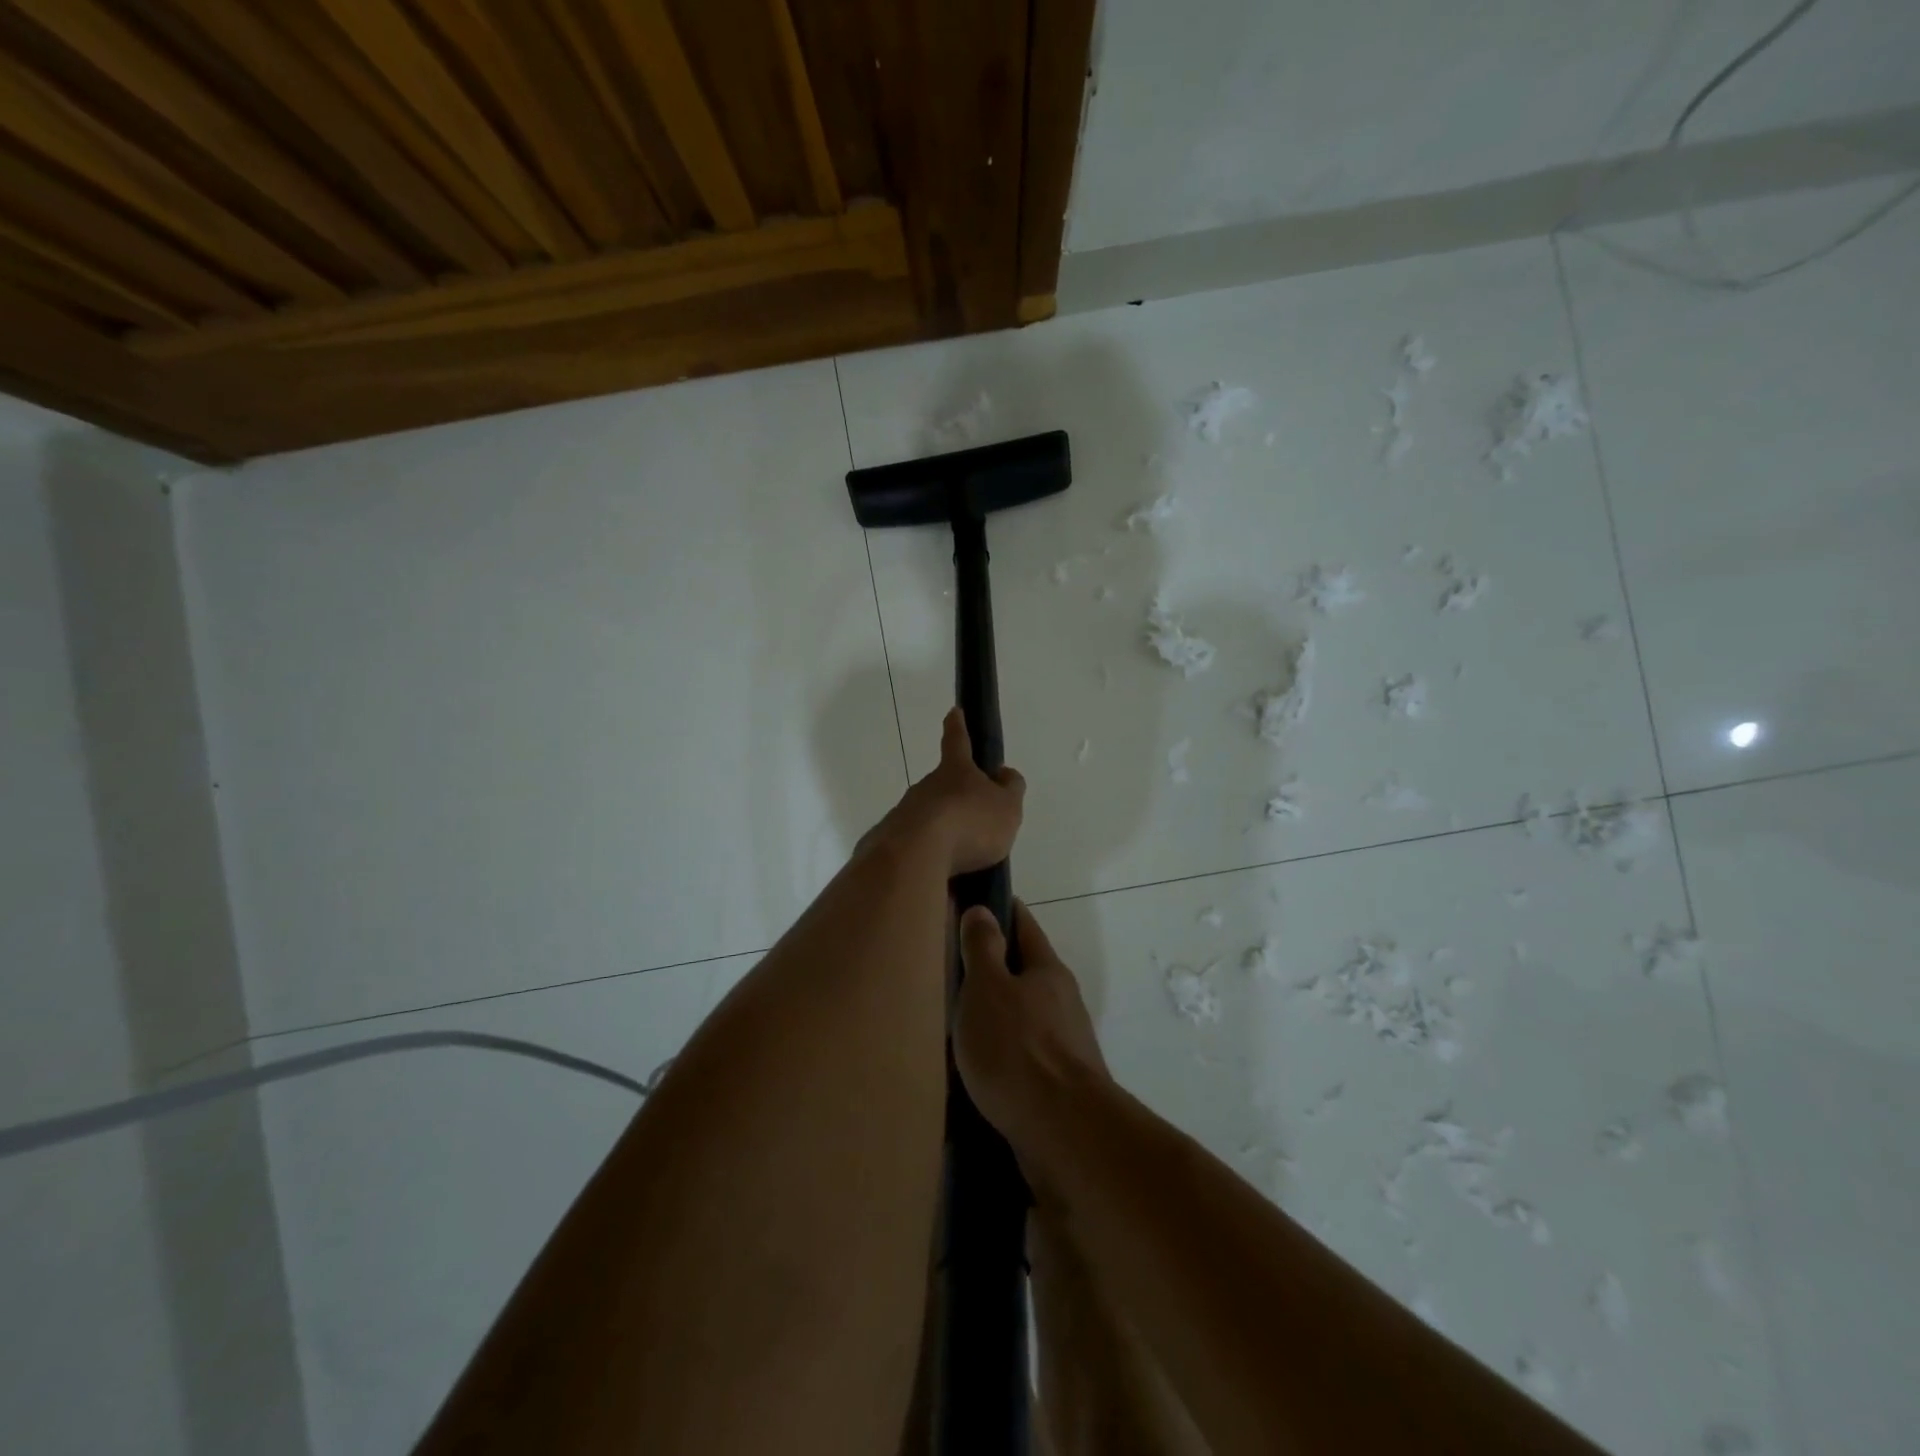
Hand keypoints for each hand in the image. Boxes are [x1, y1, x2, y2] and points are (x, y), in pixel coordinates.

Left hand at [872, 707, 1025, 875]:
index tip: (954, 711)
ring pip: (929, 819)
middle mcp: (925, 787)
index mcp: (955, 771)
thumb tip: (1004, 774)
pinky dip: (931, 858)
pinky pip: (918, 848)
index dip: (958, 726)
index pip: (958, 741)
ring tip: (964, 860)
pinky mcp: (890, 844)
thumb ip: (1010, 789)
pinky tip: (944, 878)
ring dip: (945, 833)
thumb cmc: (969, 823)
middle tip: (975, 822)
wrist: (916, 856)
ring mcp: (904, 814)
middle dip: (957, 800)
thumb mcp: (1007, 807)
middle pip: (943, 787)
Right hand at [954, 901, 1110, 1169]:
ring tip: (960, 1018)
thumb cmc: (1018, 1049)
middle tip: (954, 965)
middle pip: (1026, 970)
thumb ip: (982, 948)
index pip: (1024, 924)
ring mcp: (1065, 1043)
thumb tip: (983, 910)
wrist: (1064, 1133)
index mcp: (1047, 970)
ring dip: (998, 1011)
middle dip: (995, 965)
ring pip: (1025, 1014)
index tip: (975, 902)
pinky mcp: (1059, 1083)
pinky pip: (1024, 1053)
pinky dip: (1002, 1049)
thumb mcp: (987, 988)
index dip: (1001, 909)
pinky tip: (979, 1064)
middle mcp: (1062, 1000)